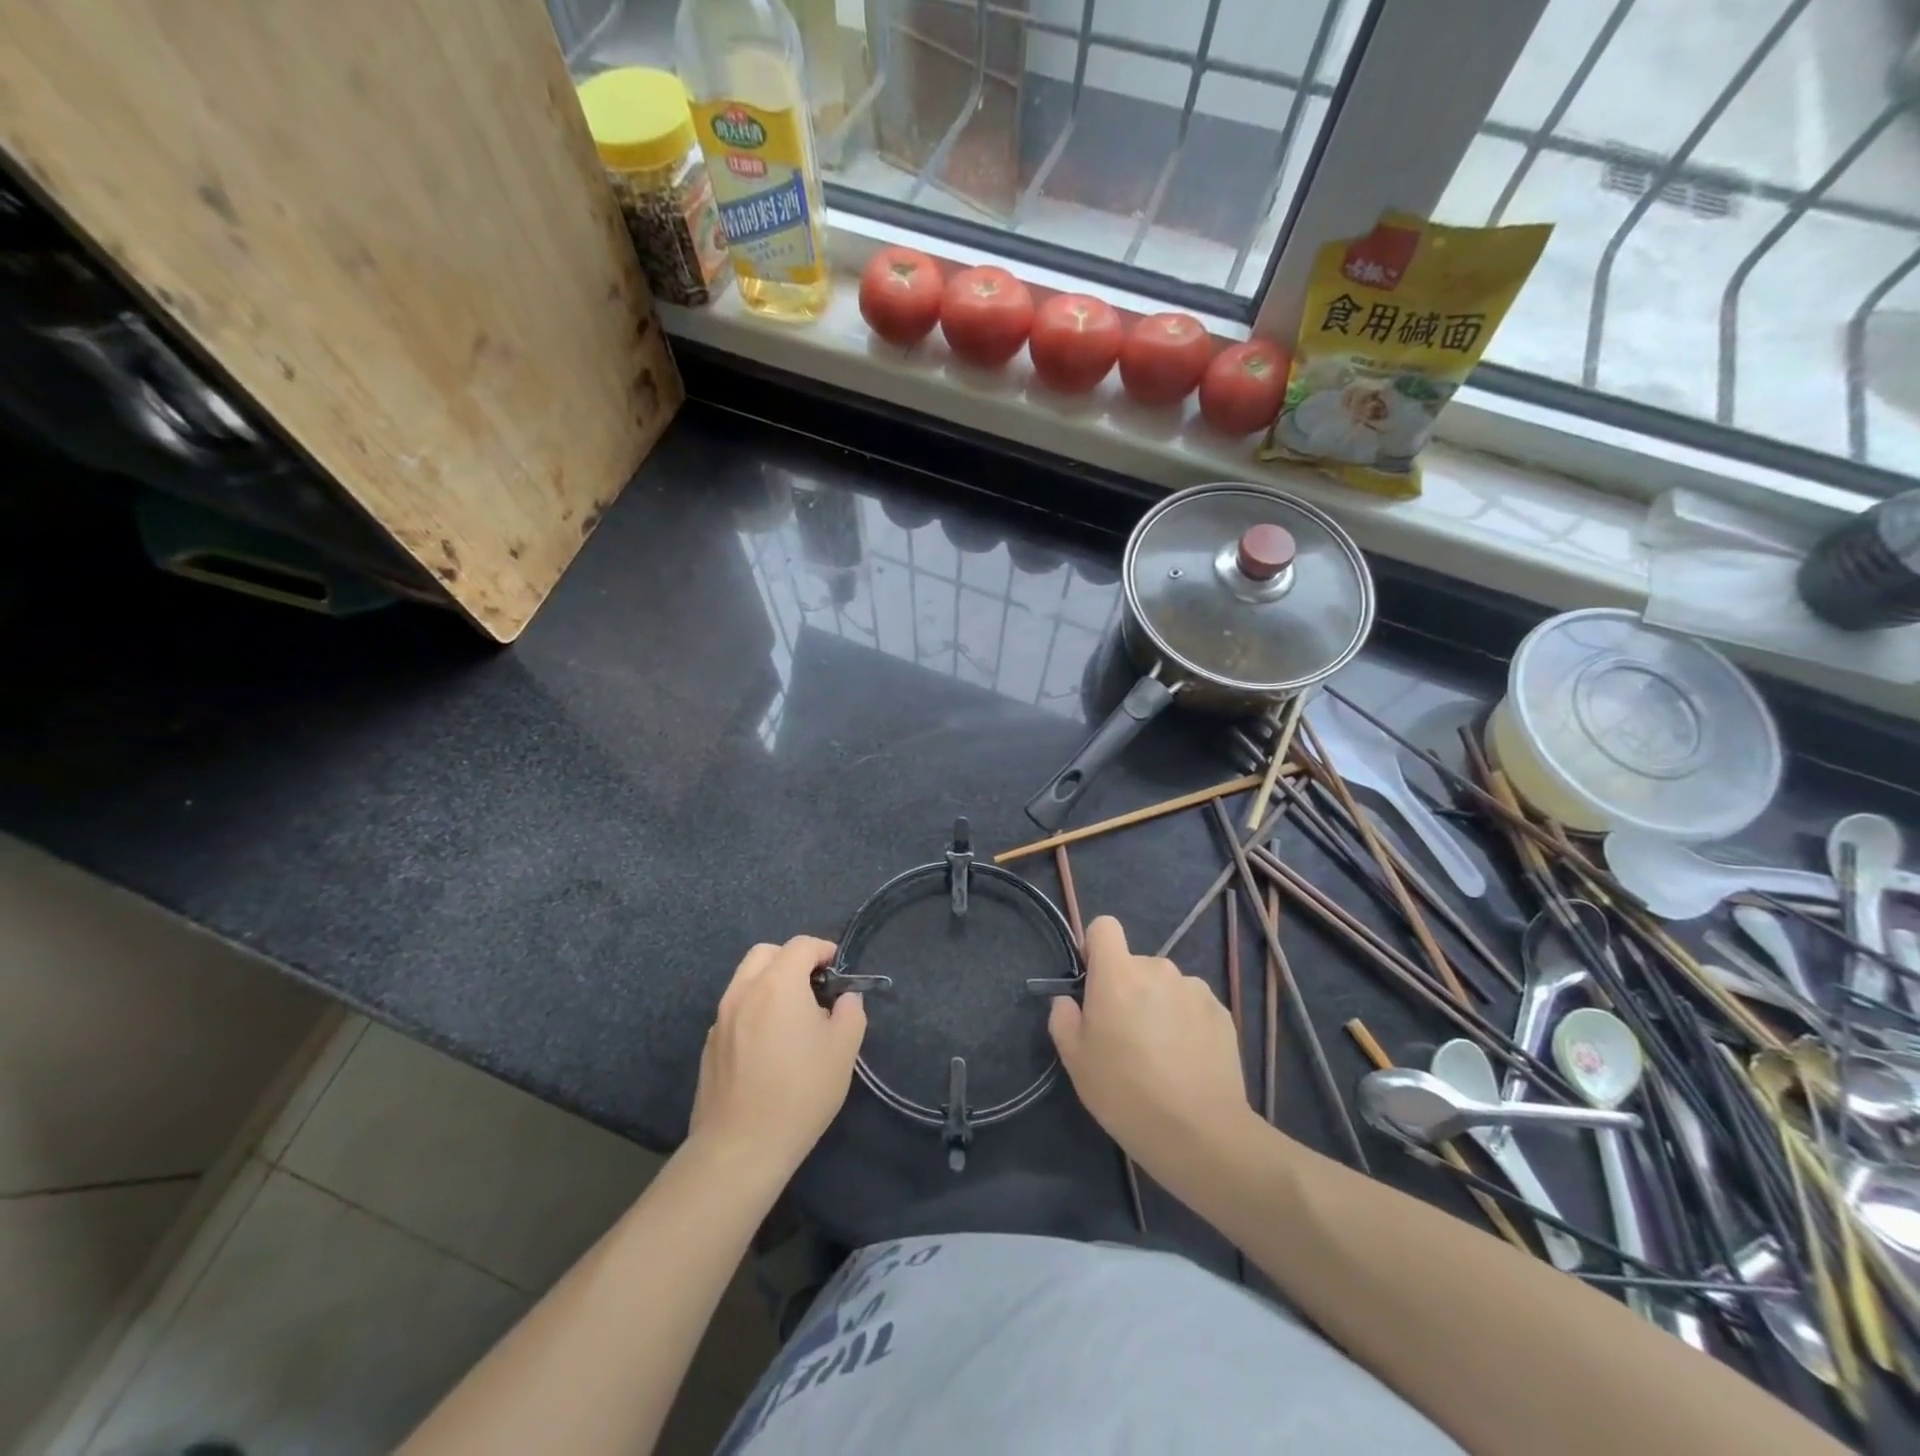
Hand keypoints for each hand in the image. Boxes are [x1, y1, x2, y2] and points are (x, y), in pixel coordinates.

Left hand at [690, 936, 865, 1174]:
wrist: (740, 1147)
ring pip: (745, 980)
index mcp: (778, 984)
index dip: (824, 950)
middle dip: (792, 959)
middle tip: (813, 987)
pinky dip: (753, 1010)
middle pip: (766, 953)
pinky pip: (734, 1009)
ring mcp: (721, 1018)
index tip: (838, 970)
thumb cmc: (800, 1092)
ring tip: (792, 1017)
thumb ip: (850, 1012)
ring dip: (770, 983)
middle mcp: (744, 991)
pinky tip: (768, 1045)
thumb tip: (845, 998)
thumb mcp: (844, 1049)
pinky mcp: (709, 1045)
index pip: (801, 945)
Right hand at [1049, 916, 1257, 1187]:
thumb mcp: (1076, 1061)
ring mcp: (1195, 989)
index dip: (1096, 949)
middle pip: (1136, 965)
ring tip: (1162, 1054)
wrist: (1200, 1133)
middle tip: (1126, 1036)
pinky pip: (1193, 1006)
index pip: (1104, 927)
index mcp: (1118, 974)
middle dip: (1128, 989)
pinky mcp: (1222, 1013)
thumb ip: (1063, 1019)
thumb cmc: (1126, 1093)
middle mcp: (1158, 969)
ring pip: (1166, 987)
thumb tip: (1068, 1001)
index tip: (1094, 984)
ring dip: (1159, 1006)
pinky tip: (1187, 1062)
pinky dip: (1187, 1023)